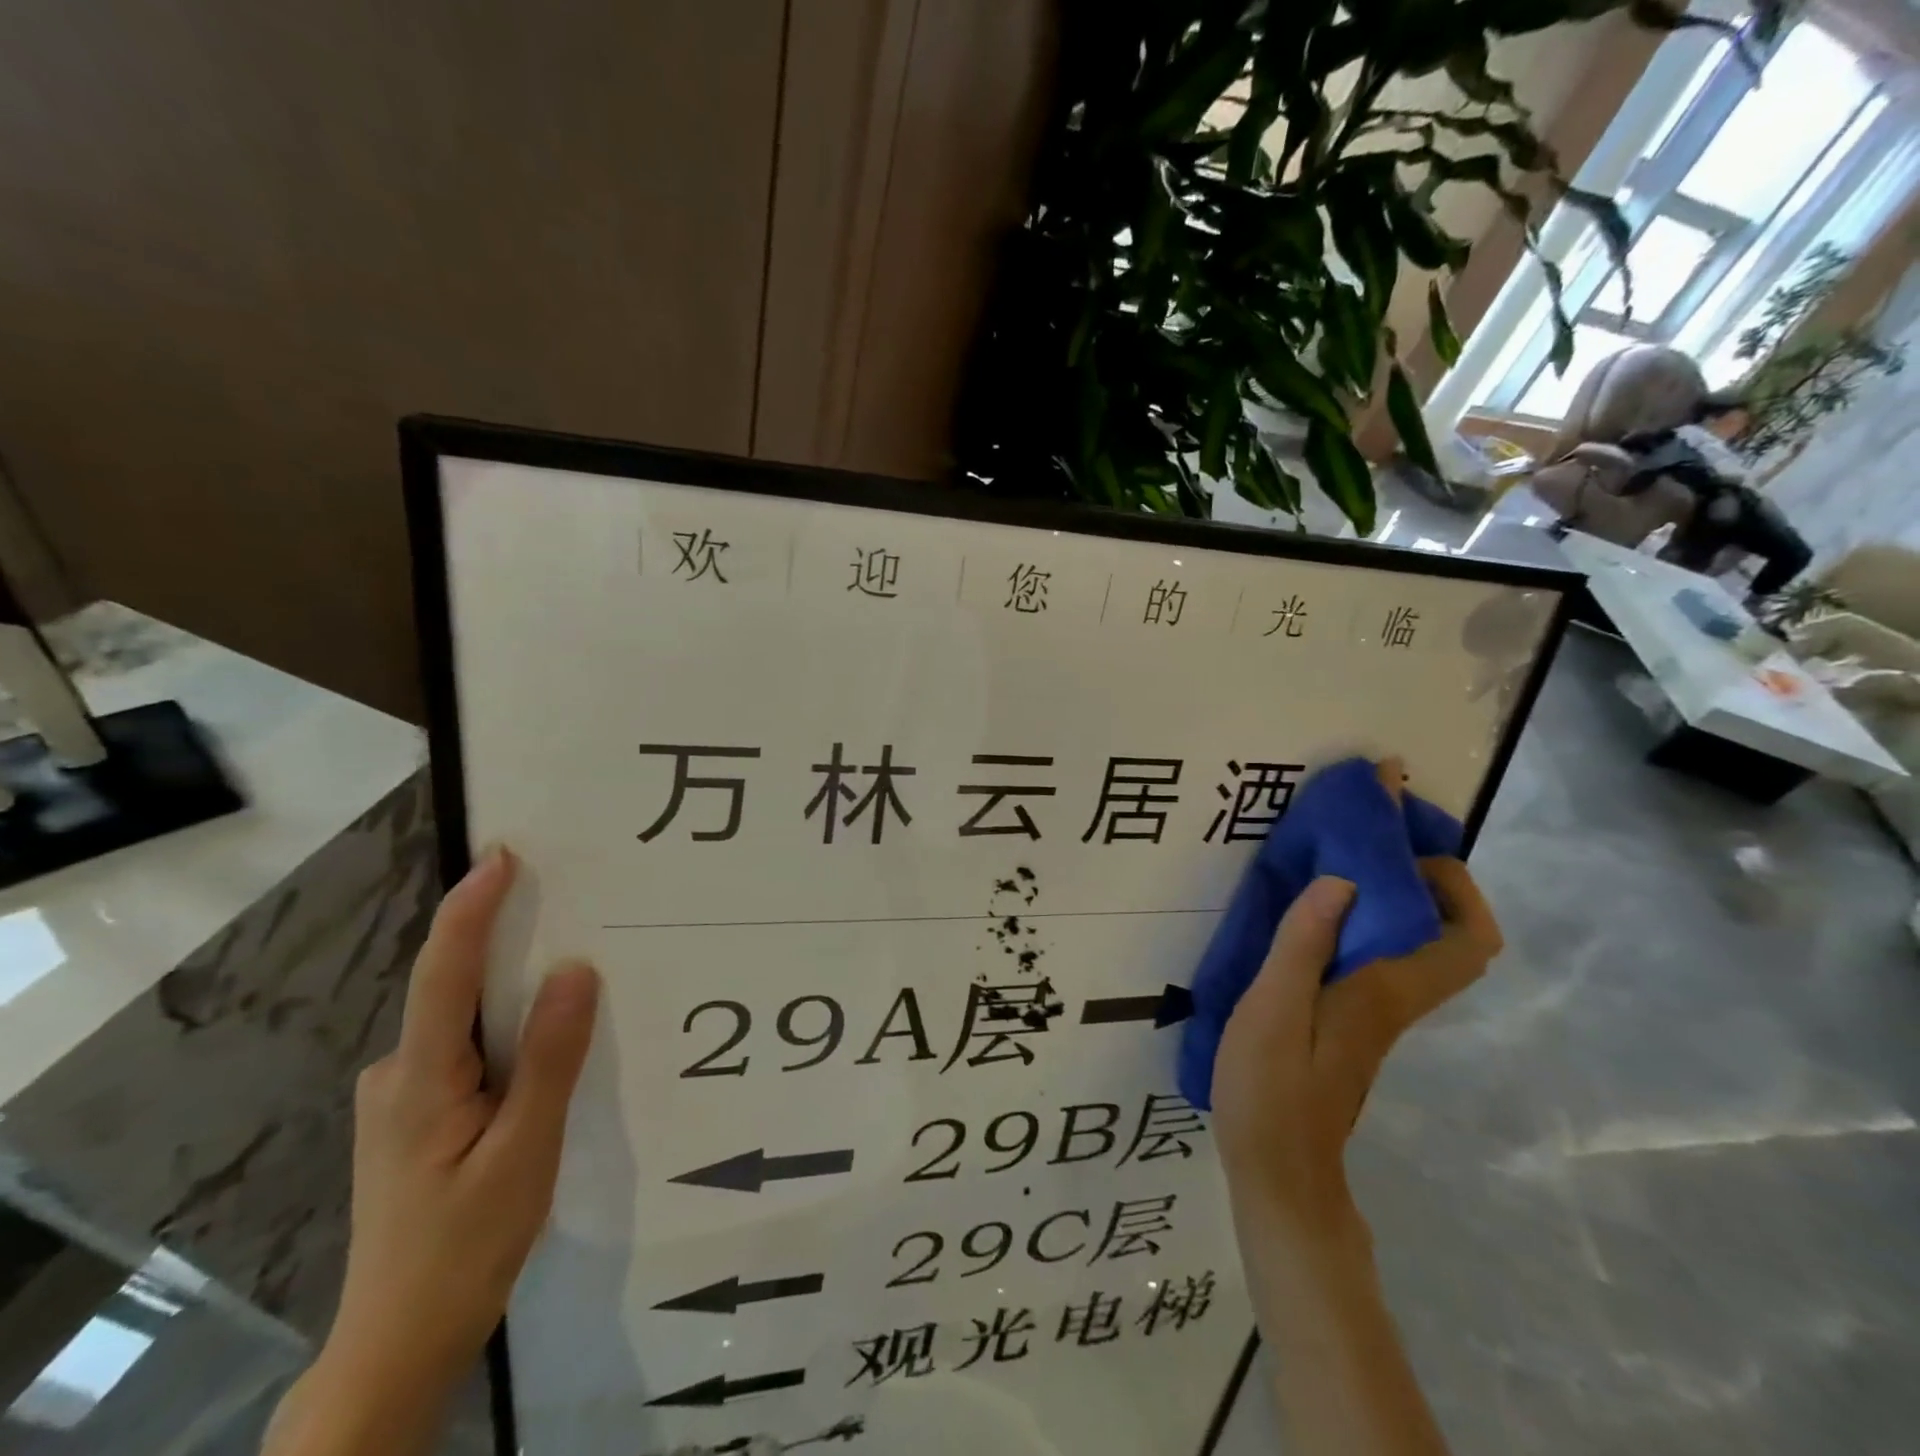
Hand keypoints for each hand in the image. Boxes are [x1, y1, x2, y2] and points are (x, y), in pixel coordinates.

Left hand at [277, 847, 598, 1449]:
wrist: (398, 1343)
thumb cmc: (465, 1245)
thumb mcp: (524, 1151)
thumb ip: (550, 1058)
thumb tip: (574, 970)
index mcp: (420, 1079)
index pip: (443, 973)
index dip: (470, 909)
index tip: (502, 855)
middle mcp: (399, 1074)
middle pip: (453, 989)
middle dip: (503, 937)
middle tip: (565, 900)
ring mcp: (402, 1097)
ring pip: (463, 1021)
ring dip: (510, 988)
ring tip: (571, 970)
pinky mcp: (416, 1116)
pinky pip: (466, 1048)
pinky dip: (504, 1028)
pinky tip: (543, 1042)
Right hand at [1211, 769, 1500, 1236]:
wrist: (1278, 1166)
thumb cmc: (1272, 1087)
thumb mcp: (1274, 1009)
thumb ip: (1303, 944)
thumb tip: (1341, 879)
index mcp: (1386, 990)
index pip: (1467, 939)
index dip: (1458, 887)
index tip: (1408, 847)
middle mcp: (1394, 997)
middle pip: (1447, 935)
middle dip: (1425, 878)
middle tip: (1370, 839)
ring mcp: (1373, 1011)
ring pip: (1410, 943)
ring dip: (1390, 895)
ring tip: (1336, 857)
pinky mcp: (1349, 1019)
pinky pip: (1373, 955)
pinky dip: (1358, 920)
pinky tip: (1310, 911)